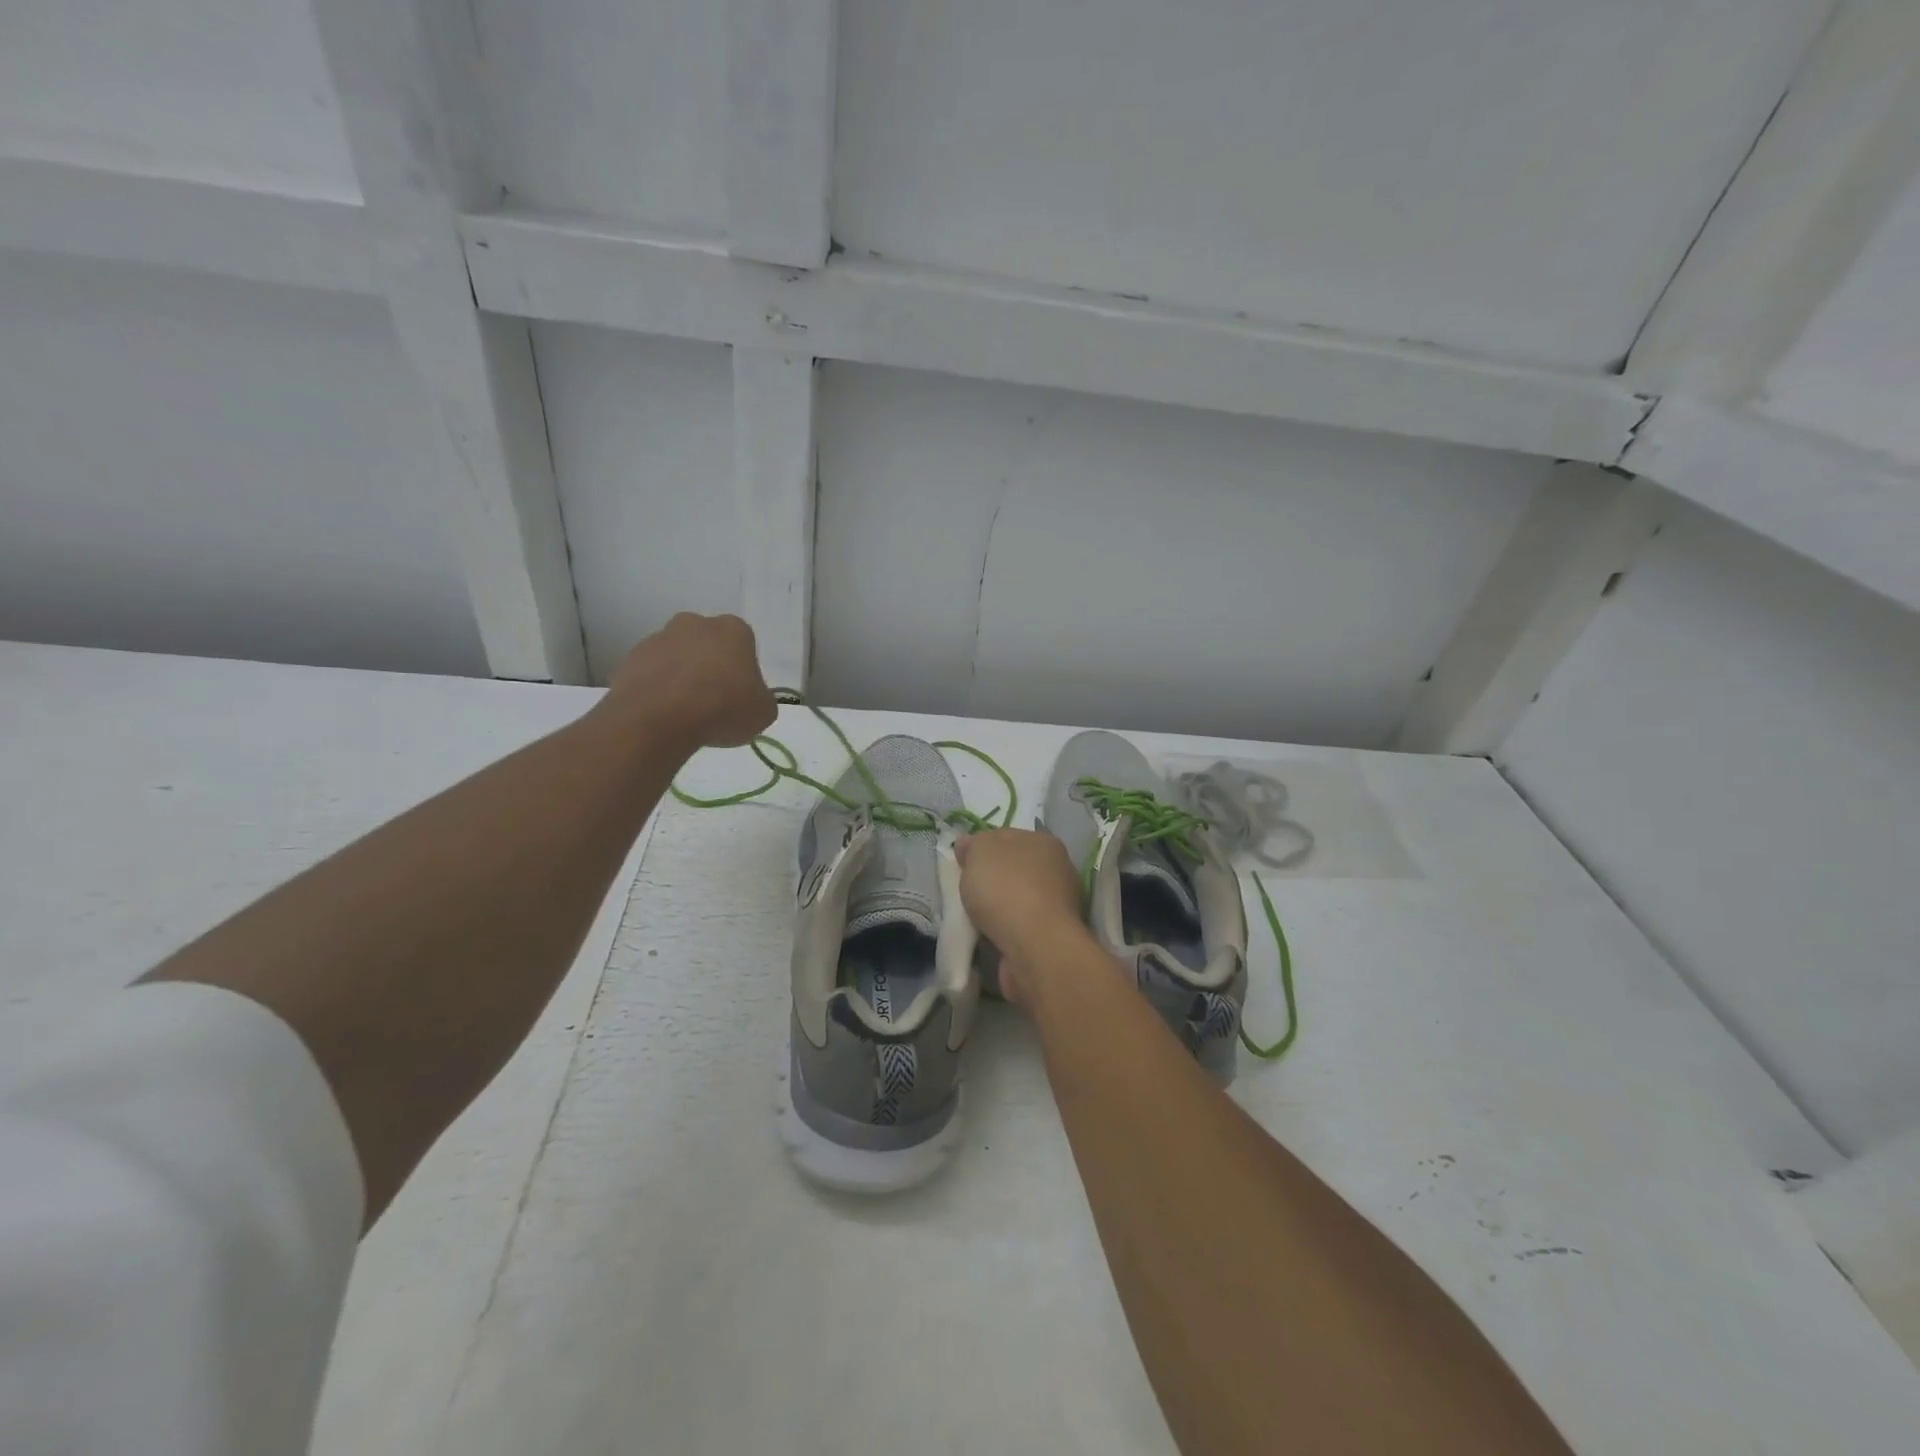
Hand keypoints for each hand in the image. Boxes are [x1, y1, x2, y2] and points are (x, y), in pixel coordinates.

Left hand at [603, 613, 777, 749]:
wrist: (658, 719)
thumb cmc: (722, 708)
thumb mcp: (763, 712)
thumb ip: (760, 699)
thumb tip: (751, 699)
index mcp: (733, 629)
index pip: (745, 645)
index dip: (744, 672)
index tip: (740, 695)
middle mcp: (695, 624)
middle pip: (708, 645)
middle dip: (710, 667)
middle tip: (714, 701)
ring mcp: (659, 638)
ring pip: (678, 657)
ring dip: (682, 678)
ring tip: (685, 713)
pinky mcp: (631, 658)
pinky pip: (652, 673)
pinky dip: (658, 689)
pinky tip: (663, 714)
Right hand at [955, 829, 1087, 1005]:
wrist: (1034, 947)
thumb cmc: (1007, 889)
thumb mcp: (980, 852)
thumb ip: (973, 845)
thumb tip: (969, 845)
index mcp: (1044, 842)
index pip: (1007, 837)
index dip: (981, 847)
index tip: (962, 863)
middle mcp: (1058, 870)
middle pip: (1013, 868)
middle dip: (991, 879)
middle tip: (967, 891)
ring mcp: (1058, 905)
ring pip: (1017, 898)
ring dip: (998, 907)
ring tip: (975, 918)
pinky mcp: (1051, 935)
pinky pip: (1020, 925)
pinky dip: (1005, 929)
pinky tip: (990, 935)